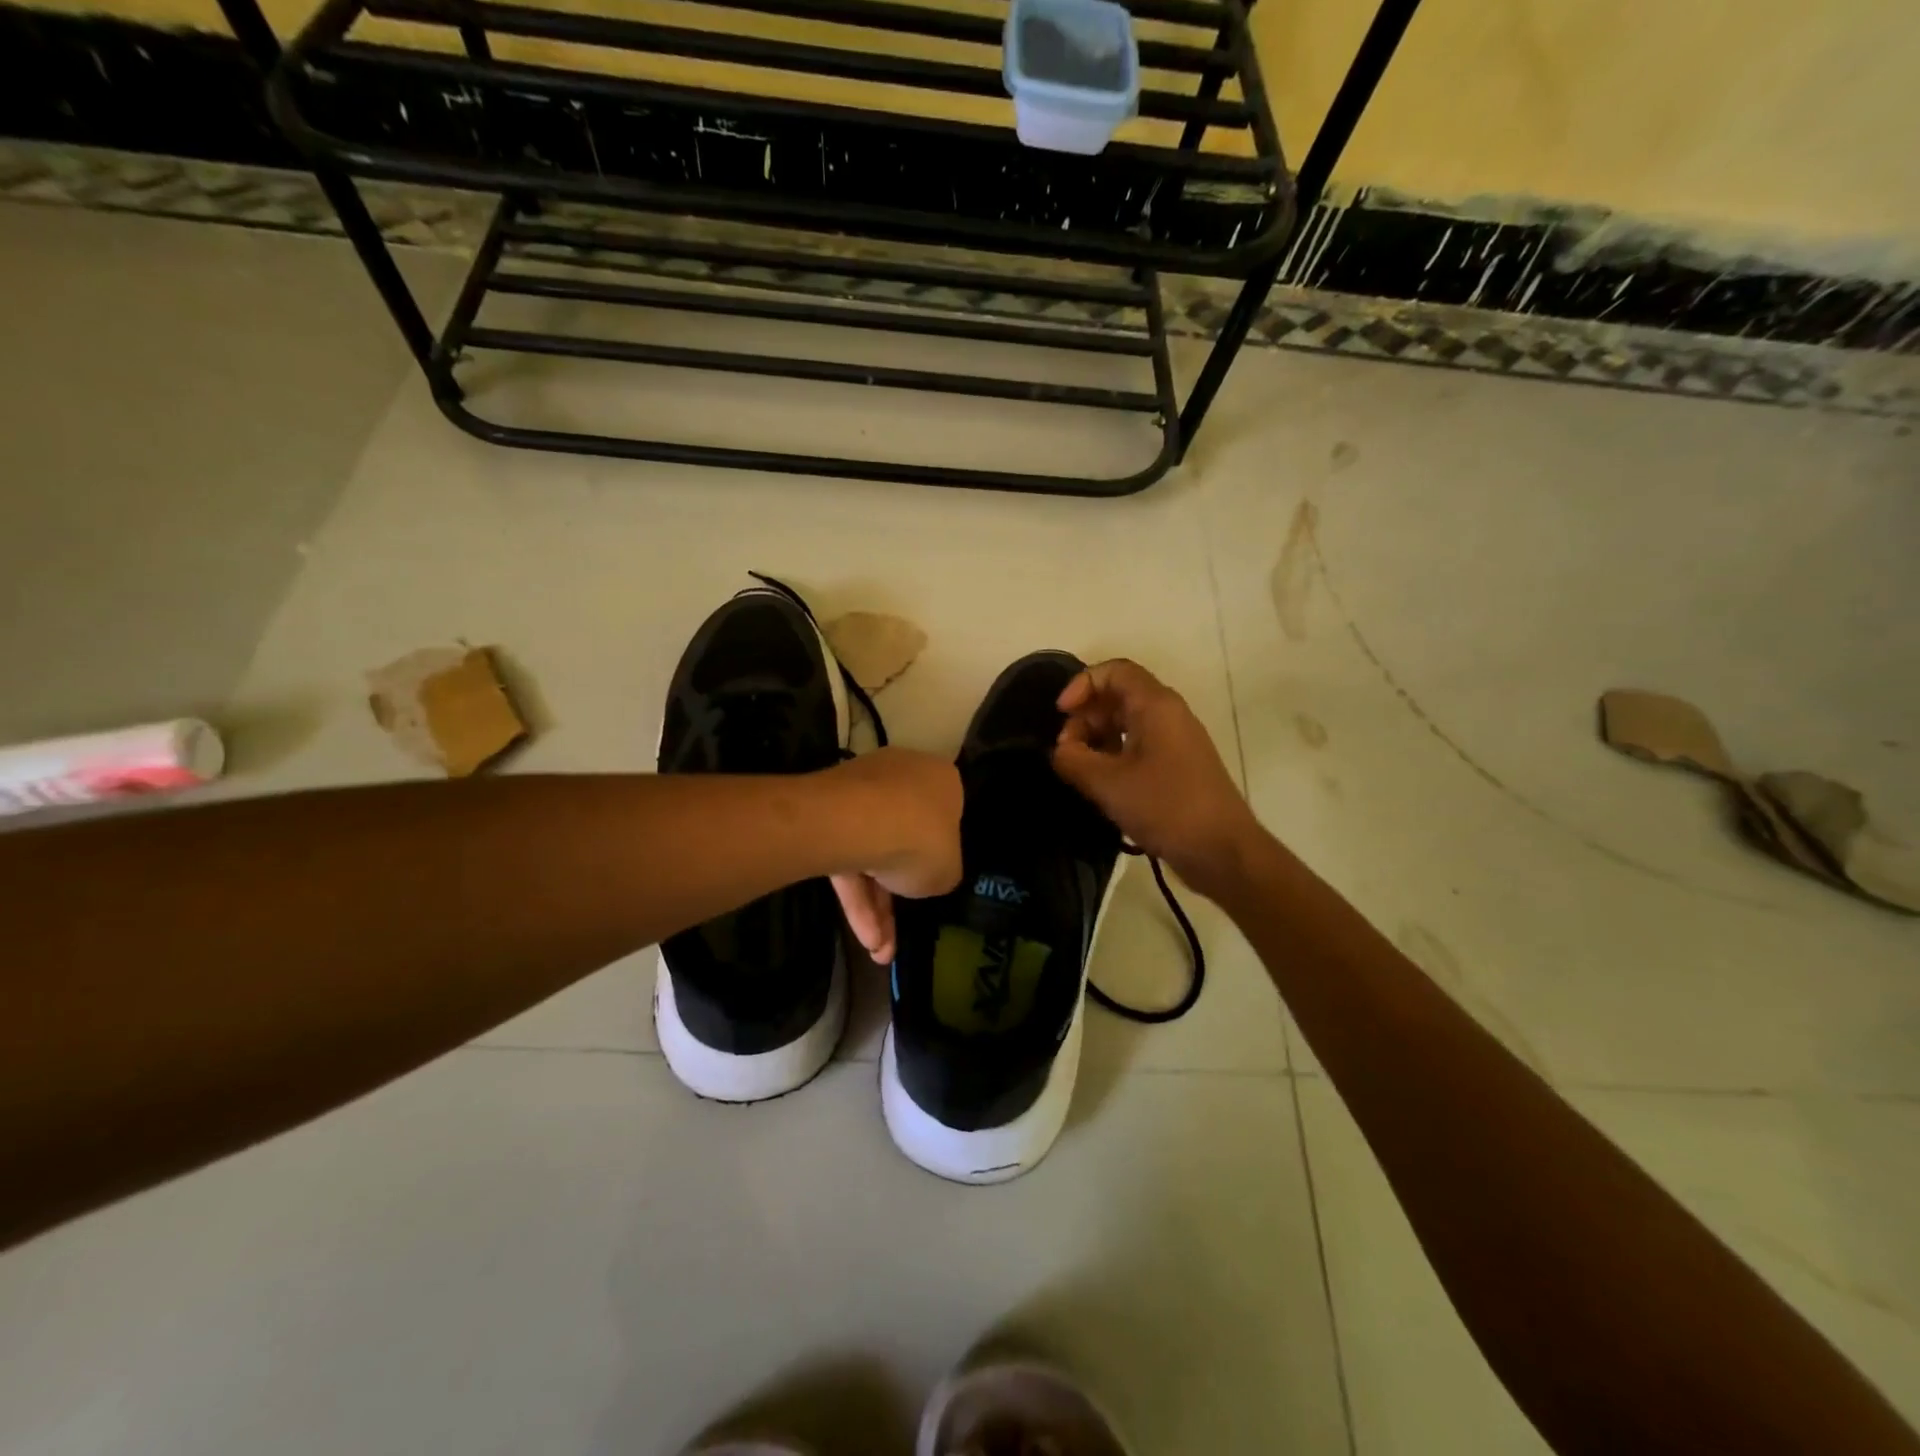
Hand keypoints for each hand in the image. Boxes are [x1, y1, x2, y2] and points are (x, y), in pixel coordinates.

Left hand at [824, 748, 962, 964]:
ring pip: (871, 851)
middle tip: (899, 929)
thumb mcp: (948, 870)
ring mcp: (860, 790)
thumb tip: (929, 873)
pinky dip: (854, 896)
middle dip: (898, 887)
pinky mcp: (826, 811)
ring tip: (878, 949)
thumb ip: (942, 870)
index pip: (946, 814)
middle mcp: (902, 775)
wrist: (856, 824)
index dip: (941, 849)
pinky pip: (847, 856)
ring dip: (874, 905)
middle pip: (904, 835)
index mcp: (941, 780)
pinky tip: (864, 936)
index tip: (934, 877)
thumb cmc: (920, 839)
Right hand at [1052, 659, 1261, 896]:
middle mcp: (1169, 715)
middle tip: (1066, 752)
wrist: (1223, 851)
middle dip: (1085, 717)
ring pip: (1127, 724)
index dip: (1081, 684)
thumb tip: (1060, 751)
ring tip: (1079, 771)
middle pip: (1118, 696)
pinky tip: (1101, 785)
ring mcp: (1176, 741)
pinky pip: (1139, 747)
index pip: (1114, 671)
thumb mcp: (1107, 783)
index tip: (1060, 714)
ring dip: (1097, 740)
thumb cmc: (1165, 807)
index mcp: (1156, 705)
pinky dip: (1114, 756)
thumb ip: (1072, 759)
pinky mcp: (1178, 767)